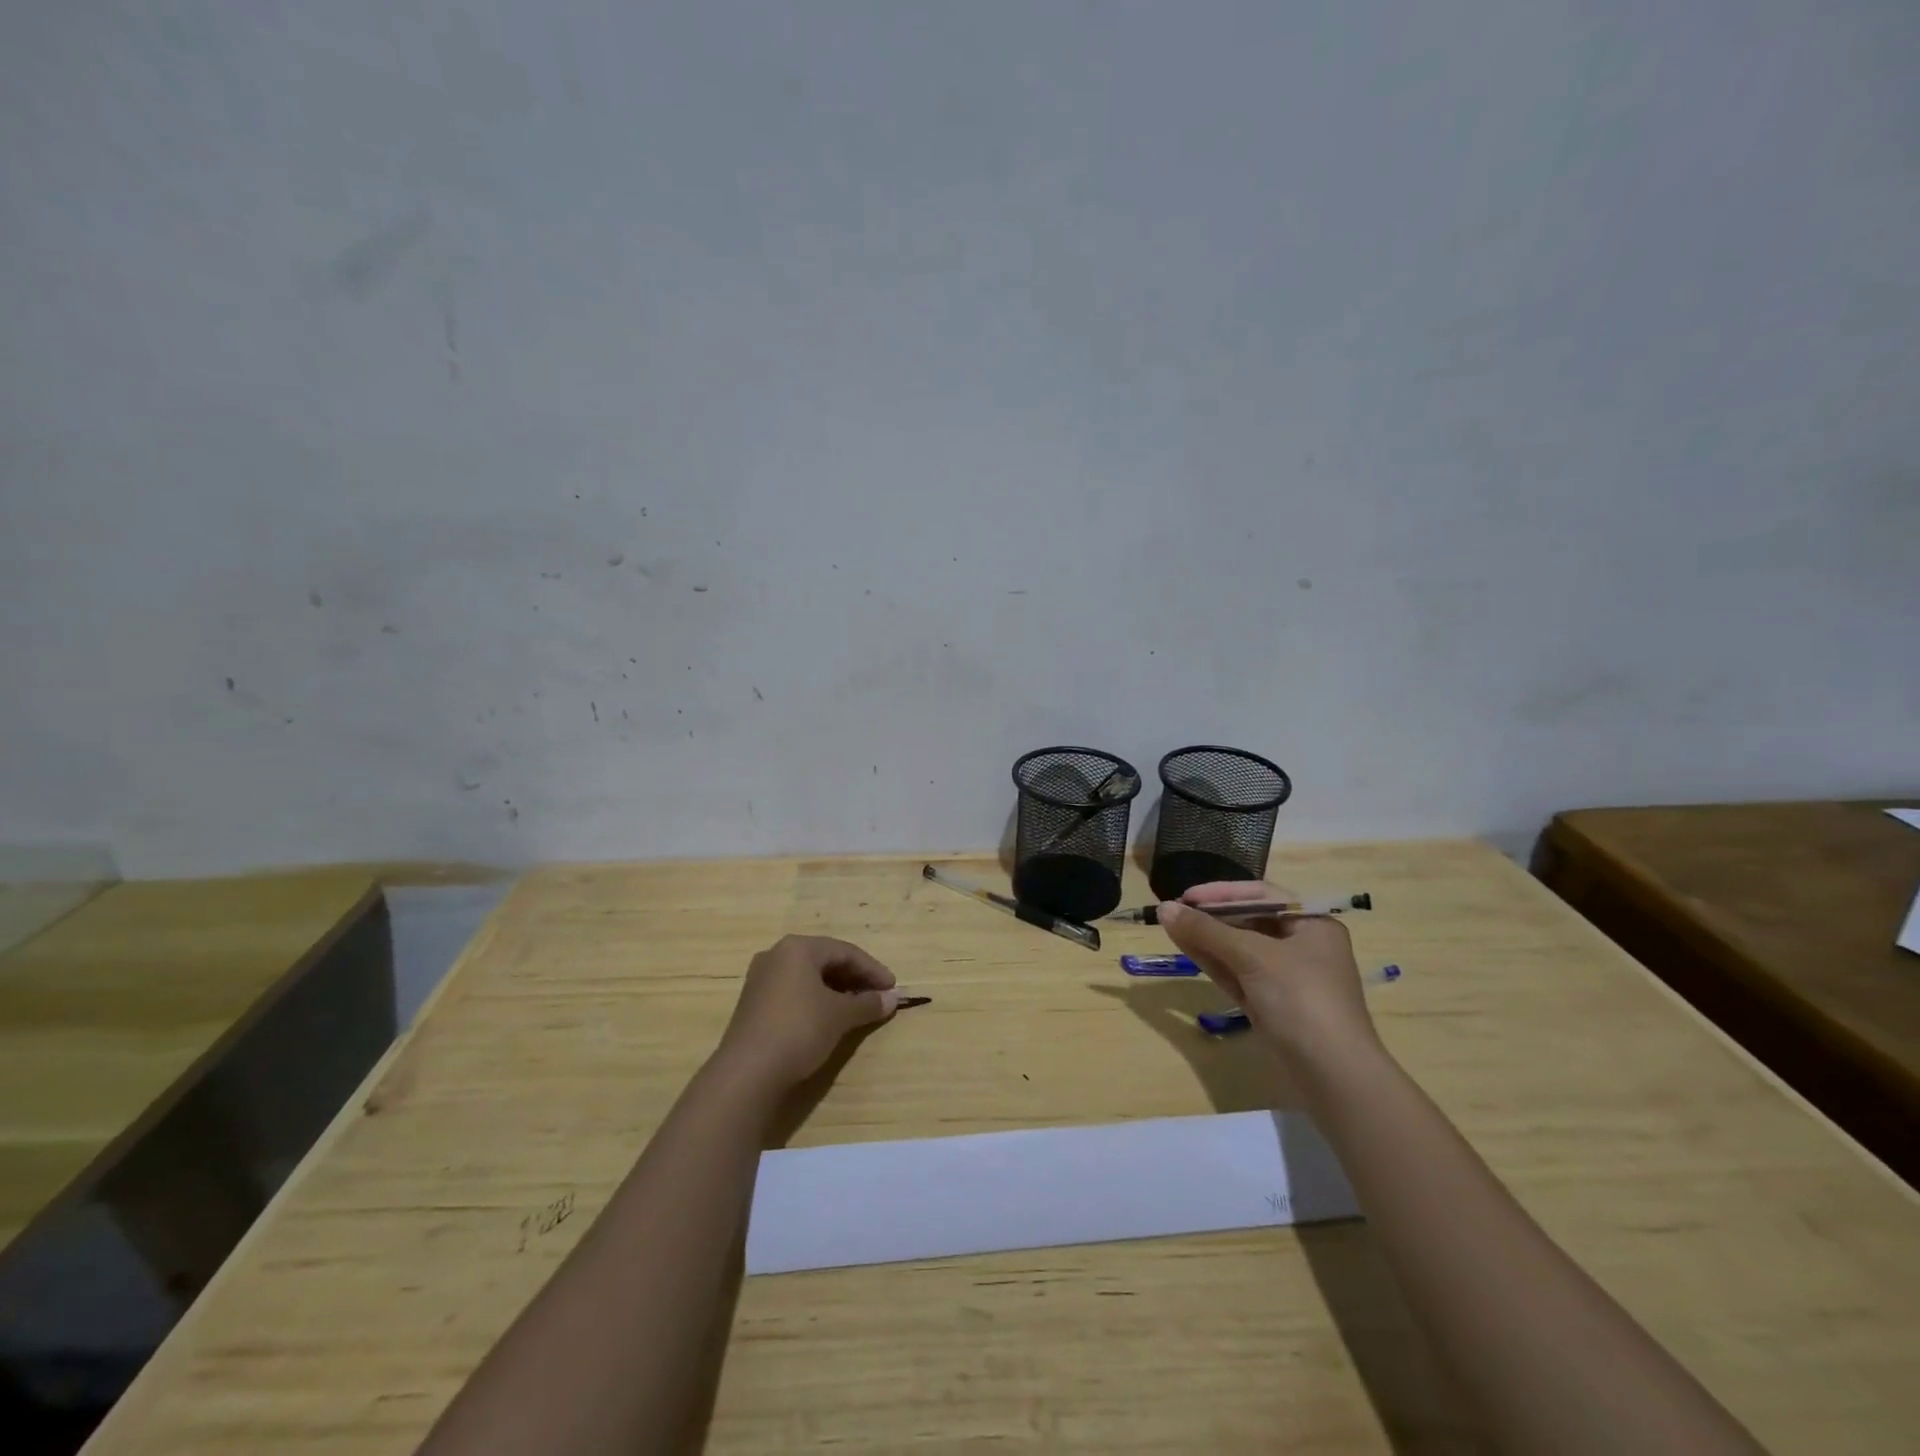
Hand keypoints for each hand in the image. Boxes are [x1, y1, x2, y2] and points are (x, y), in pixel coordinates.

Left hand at [713, 935, 899, 1093]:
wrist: (747, 1073)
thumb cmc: (799, 1029)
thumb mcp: (840, 1016)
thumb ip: (868, 1004)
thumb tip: (892, 998)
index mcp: (798, 948)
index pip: (845, 951)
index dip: (872, 969)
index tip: (892, 988)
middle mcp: (777, 955)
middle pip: (825, 961)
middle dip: (855, 978)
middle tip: (877, 997)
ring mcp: (761, 979)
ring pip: (808, 978)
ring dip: (837, 991)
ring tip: (857, 1009)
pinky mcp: (754, 1004)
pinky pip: (794, 992)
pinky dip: (816, 1000)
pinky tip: (829, 1018)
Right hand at [1155, 882, 1377, 1066]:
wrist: (1332, 1074)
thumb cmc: (1301, 999)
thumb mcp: (1253, 957)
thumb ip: (1206, 930)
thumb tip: (1164, 908)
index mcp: (1312, 925)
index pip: (1261, 896)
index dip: (1221, 893)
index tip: (1186, 896)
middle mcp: (1302, 946)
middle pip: (1249, 921)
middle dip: (1211, 917)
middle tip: (1174, 913)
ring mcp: (1286, 978)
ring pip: (1239, 949)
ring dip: (1207, 938)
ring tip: (1170, 926)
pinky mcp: (1272, 1004)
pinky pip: (1238, 973)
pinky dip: (1214, 961)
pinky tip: (1187, 947)